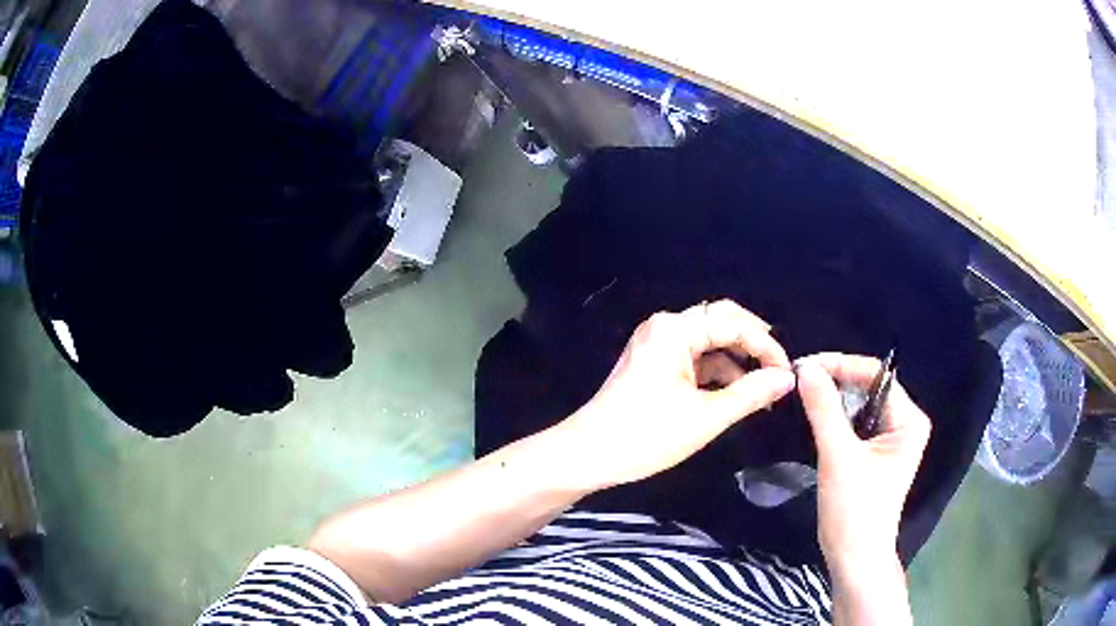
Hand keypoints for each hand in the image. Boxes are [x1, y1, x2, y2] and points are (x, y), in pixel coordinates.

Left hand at [556, 300, 795, 491]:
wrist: (587, 456)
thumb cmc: (646, 436)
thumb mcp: (706, 417)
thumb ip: (751, 394)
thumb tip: (787, 378)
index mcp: (674, 330)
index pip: (733, 321)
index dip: (765, 344)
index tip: (788, 373)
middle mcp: (665, 328)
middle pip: (721, 324)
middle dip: (752, 348)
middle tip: (779, 375)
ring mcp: (656, 346)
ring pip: (709, 344)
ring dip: (736, 363)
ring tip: (762, 392)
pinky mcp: (653, 365)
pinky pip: (694, 360)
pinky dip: (716, 375)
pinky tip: (734, 396)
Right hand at [795, 353, 930, 571]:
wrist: (854, 558)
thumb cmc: (854, 509)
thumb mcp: (839, 457)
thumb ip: (824, 409)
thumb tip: (806, 367)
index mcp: (909, 419)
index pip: (875, 376)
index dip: (841, 366)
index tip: (805, 366)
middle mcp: (905, 422)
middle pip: (868, 388)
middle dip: (836, 382)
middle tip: (800, 380)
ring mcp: (891, 439)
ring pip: (860, 405)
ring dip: (833, 400)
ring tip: (803, 394)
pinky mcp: (876, 453)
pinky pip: (856, 424)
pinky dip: (835, 419)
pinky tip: (815, 417)